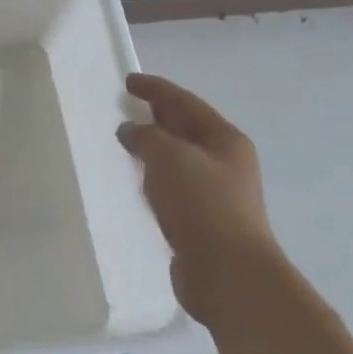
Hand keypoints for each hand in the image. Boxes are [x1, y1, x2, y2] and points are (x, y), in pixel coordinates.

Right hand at [117, 73, 288, 324]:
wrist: (227, 272)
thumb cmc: (202, 205)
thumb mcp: (170, 158)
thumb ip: (146, 136)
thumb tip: (130, 131)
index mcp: (225, 140)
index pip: (185, 103)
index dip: (156, 89)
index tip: (128, 81)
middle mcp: (225, 162)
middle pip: (186, 129)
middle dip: (157, 116)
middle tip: (125, 107)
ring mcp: (216, 193)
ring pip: (178, 160)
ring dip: (154, 149)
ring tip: (125, 143)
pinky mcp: (201, 221)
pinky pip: (172, 188)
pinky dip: (154, 178)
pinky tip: (136, 183)